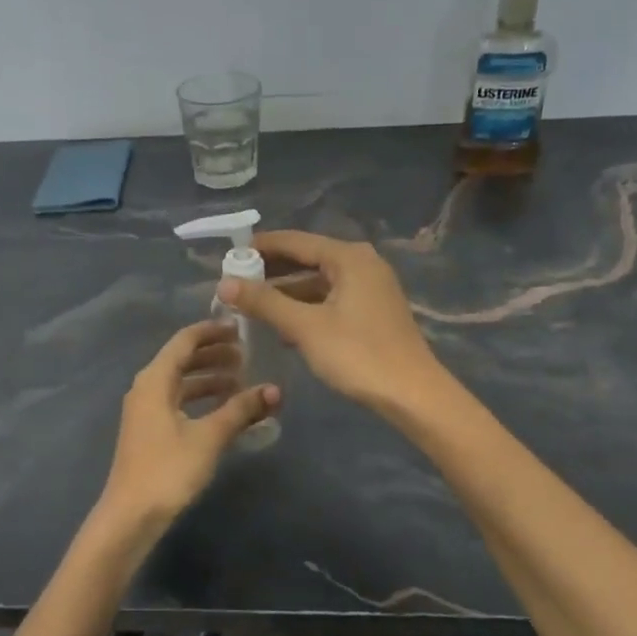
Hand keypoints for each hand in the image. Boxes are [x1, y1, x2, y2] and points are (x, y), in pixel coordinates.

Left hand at [93, 321, 280, 547]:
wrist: (131, 514)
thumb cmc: (169, 469)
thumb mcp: (209, 437)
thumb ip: (241, 410)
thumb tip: (274, 390)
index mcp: (155, 379)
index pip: (185, 341)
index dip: (212, 331)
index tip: (240, 328)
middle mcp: (146, 387)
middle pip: (182, 359)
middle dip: (214, 354)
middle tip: (247, 355)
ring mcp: (145, 410)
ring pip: (181, 382)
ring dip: (209, 378)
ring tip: (241, 381)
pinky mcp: (150, 430)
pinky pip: (178, 401)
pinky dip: (200, 398)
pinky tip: (224, 409)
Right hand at [218, 231, 445, 415]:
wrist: (412, 394)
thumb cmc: (357, 354)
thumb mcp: (305, 327)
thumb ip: (264, 302)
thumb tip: (224, 283)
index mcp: (348, 257)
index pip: (296, 241)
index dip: (261, 247)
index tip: (229, 255)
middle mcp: (362, 264)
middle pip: (308, 258)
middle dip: (271, 270)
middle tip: (235, 282)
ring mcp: (371, 288)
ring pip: (318, 281)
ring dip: (286, 291)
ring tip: (251, 304)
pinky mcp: (373, 312)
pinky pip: (330, 299)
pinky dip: (306, 306)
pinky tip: (282, 325)